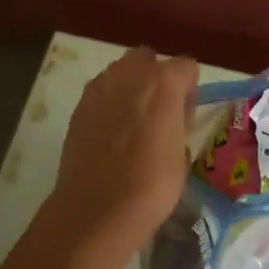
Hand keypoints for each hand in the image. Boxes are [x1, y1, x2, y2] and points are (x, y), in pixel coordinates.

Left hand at [45, 48, 197, 263]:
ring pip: (121, 72)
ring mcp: (99, 87)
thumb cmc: (152, 185)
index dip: (190, 91)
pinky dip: (110, 104)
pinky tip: (112, 135)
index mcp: (164, 82)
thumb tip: (171, 117)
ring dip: (131, 88)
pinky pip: (101, 92)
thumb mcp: (182, 154)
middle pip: (148, 58)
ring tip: (134, 124)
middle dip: (156, 77)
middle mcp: (130, 74)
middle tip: (161, 113)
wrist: (97, 209)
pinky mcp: (79, 106)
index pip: (186, 66)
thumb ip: (178, 122)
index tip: (186, 118)